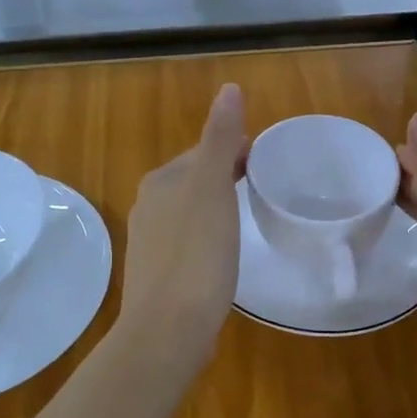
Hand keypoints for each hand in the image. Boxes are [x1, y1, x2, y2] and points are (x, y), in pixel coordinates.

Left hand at [119, 84, 250, 362]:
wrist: (168, 329)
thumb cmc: (196, 254)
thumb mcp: (213, 189)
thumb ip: (220, 139)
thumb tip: (229, 88)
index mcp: (160, 182)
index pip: (203, 152)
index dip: (236, 151)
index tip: (268, 162)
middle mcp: (148, 206)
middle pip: (195, 180)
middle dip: (226, 177)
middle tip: (264, 187)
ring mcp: (150, 243)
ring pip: (191, 212)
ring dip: (217, 207)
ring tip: (248, 217)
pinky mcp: (158, 275)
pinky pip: (188, 242)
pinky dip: (208, 237)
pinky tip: (224, 254)